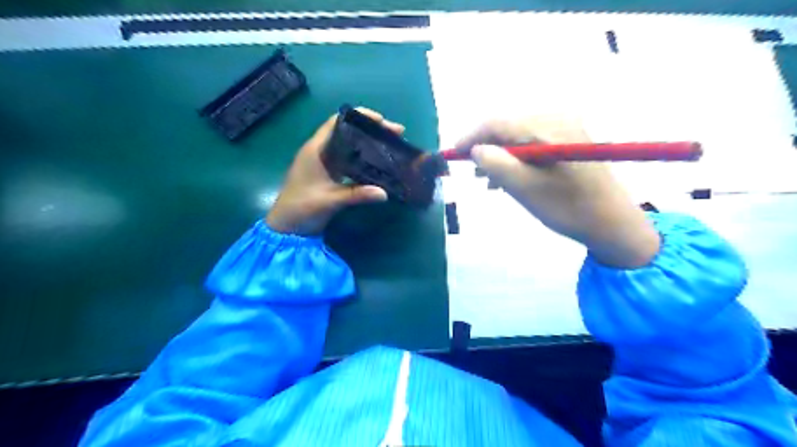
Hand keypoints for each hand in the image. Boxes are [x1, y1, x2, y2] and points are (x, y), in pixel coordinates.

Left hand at [265, 107, 405, 237]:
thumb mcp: (330, 200)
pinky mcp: (329, 174)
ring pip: (349, 146)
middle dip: (371, 130)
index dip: (359, 117)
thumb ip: (357, 195)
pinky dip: (364, 158)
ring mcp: (324, 163)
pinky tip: (378, 163)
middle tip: (395, 134)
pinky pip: (349, 160)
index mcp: (316, 149)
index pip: (337, 122)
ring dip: (368, 143)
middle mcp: (320, 151)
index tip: (381, 121)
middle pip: (347, 132)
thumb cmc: (302, 208)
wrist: (286, 227)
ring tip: (391, 145)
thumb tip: (385, 193)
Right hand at [455, 115, 659, 267]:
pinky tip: (510, 178)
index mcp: (547, 129)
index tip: (453, 155)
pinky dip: (516, 159)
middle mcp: (557, 120)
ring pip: (518, 137)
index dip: (471, 137)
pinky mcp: (568, 141)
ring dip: (501, 156)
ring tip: (490, 182)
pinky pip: (532, 143)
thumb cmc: (567, 208)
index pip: (497, 123)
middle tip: (474, 174)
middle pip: (507, 128)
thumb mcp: (525, 189)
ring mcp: (565, 129)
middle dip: (487, 149)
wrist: (612, 222)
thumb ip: (496, 165)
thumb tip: (475, 149)